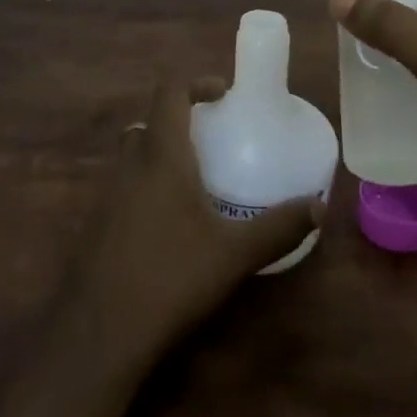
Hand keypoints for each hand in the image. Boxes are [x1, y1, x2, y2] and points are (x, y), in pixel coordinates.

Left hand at [66, 77, 322, 361]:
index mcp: (161, 156)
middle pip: (148, 123)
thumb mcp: (234, 254)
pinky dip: (147, 189)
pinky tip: (170, 227)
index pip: (169, 92)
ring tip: (196, 184)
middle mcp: (130, 166)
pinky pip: (124, 188)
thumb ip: (278, 227)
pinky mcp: (97, 226)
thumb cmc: (170, 278)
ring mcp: (107, 196)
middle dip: (178, 122)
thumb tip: (320, 206)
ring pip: (133, 156)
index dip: (195, 82)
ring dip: (161, 157)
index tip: (222, 94)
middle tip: (211, 141)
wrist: (98, 333)